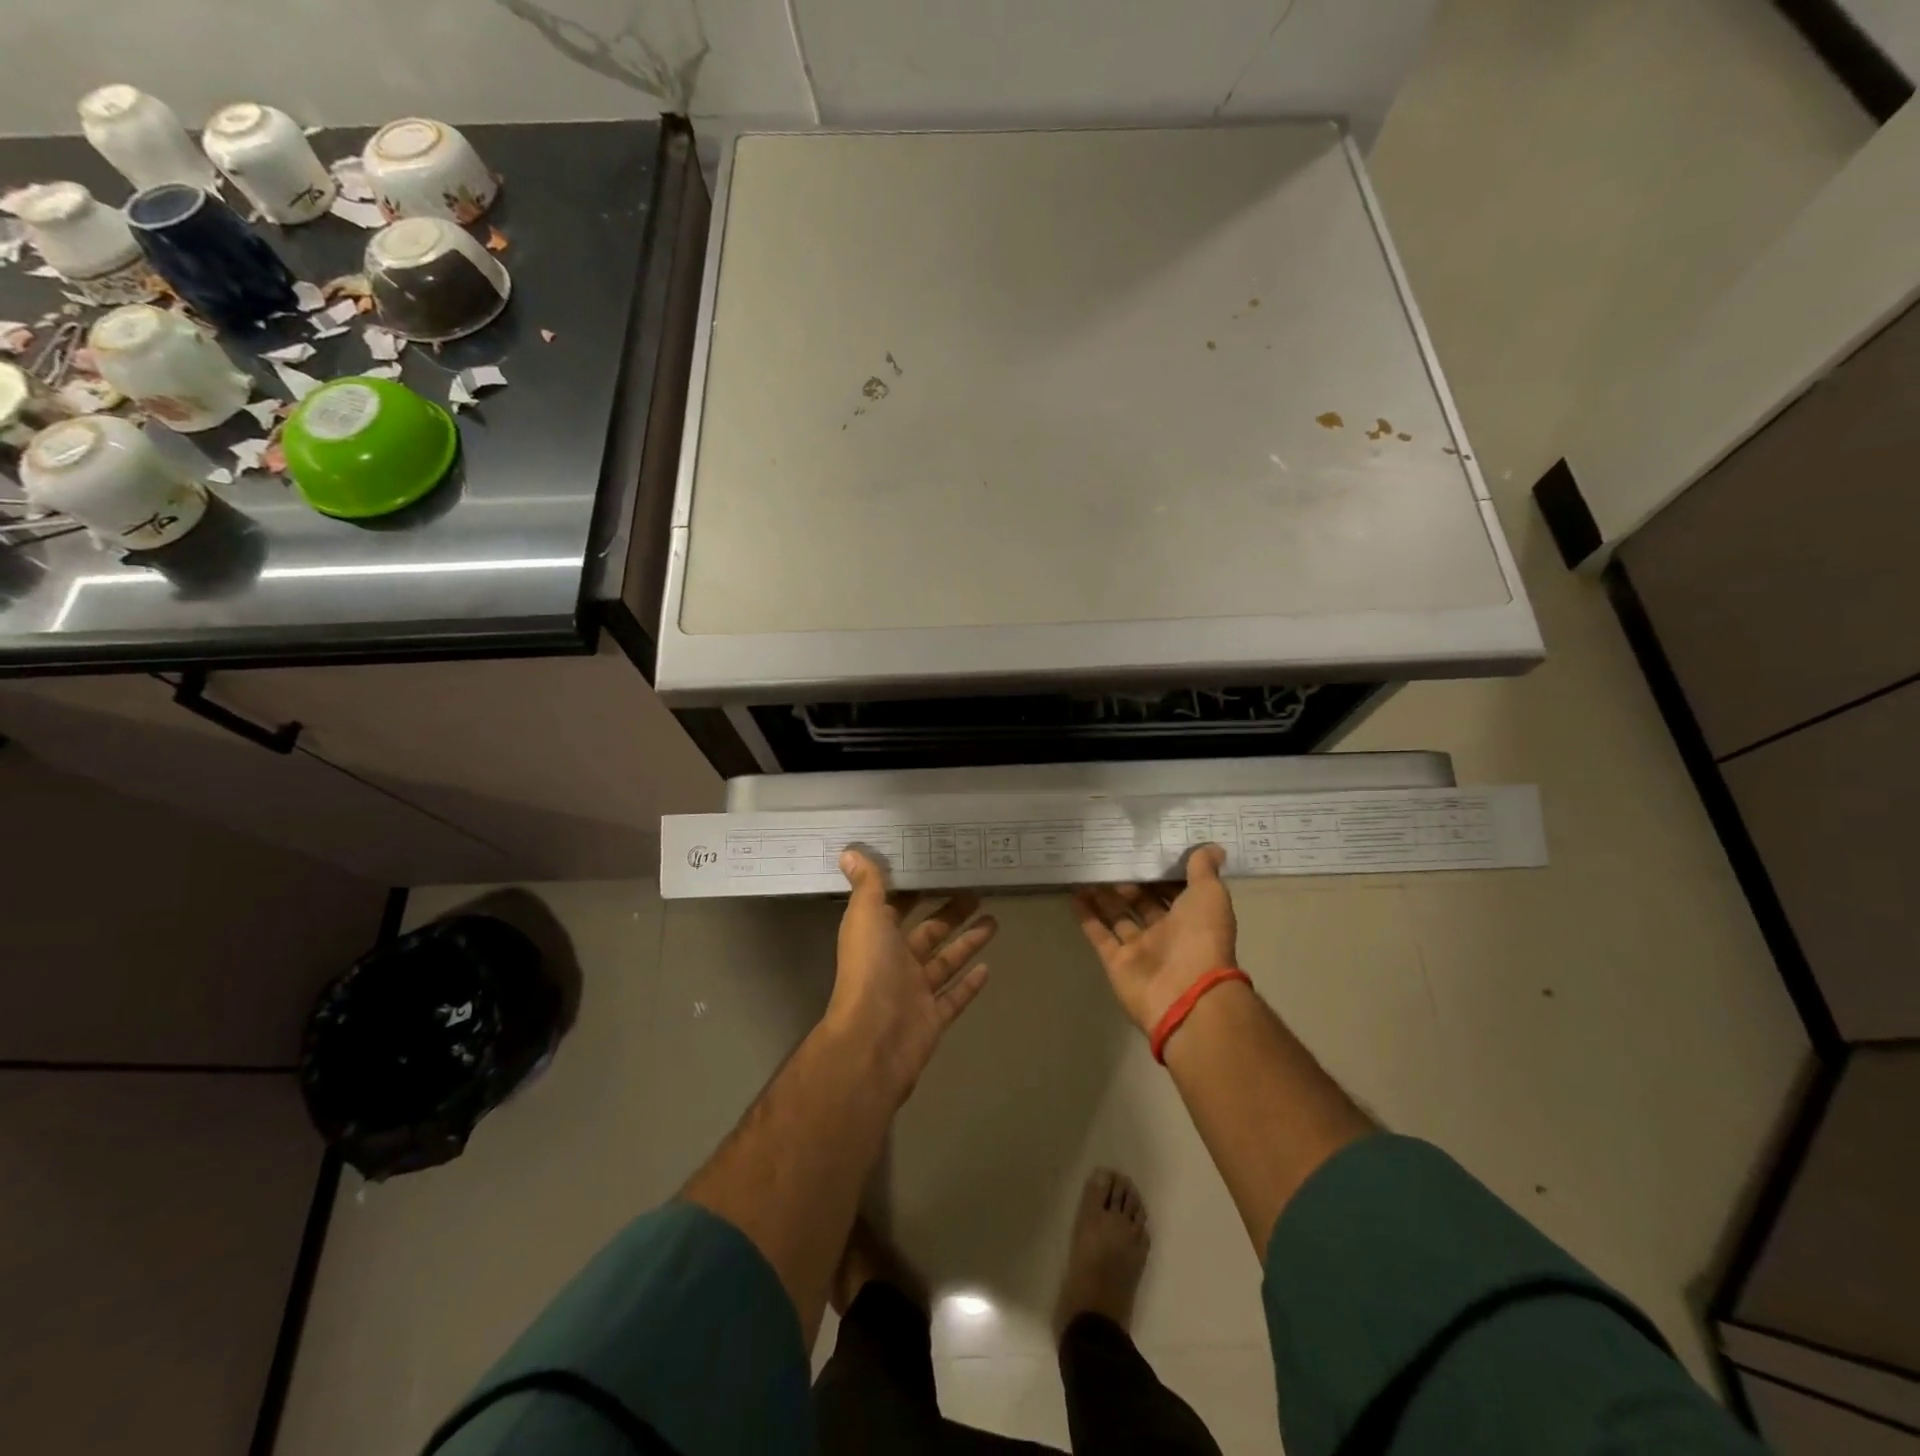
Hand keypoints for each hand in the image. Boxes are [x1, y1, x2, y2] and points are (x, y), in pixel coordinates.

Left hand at [826, 848, 995, 1101]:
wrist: (873, 1040)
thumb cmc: (870, 971)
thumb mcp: (866, 918)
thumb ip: (866, 886)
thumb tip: (849, 851)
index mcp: (878, 937)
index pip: (897, 907)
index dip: (915, 889)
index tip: (938, 869)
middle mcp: (896, 962)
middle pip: (928, 931)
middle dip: (950, 912)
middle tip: (976, 890)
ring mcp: (916, 992)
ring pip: (946, 961)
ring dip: (968, 941)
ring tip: (994, 920)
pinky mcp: (933, 1017)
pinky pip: (955, 997)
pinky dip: (970, 985)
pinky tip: (988, 968)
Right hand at [1072, 844, 1237, 1034]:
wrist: (1185, 993)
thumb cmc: (1201, 938)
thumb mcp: (1210, 895)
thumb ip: (1204, 870)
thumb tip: (1211, 847)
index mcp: (1193, 918)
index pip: (1175, 890)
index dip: (1161, 872)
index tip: (1144, 848)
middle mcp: (1167, 934)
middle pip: (1144, 903)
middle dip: (1130, 882)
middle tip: (1110, 856)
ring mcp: (1141, 950)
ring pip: (1119, 916)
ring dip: (1105, 895)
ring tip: (1088, 870)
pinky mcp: (1117, 962)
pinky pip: (1100, 935)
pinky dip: (1087, 916)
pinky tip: (1074, 893)